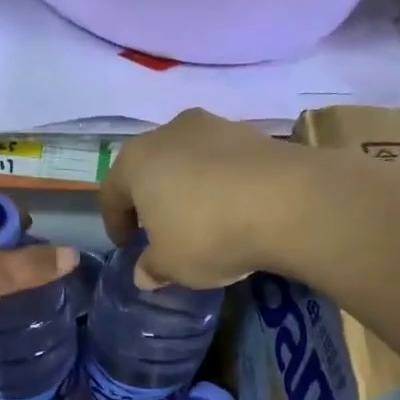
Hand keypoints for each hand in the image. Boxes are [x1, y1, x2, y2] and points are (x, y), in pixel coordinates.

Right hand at [99, 109, 304, 287]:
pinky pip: (224, 162)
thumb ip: (152, 268)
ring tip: (201, 218)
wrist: (288, 202)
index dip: (115, 223)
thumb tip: (144, 273)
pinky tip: (235, 209)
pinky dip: (222, 183)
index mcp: (136, 160)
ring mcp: (215, 126)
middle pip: (150, 168)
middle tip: (158, 229)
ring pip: (188, 160)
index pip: (111, 192)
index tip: (125, 246)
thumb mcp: (171, 265)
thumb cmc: (208, 234)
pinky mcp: (254, 133)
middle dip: (151, 199)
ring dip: (188, 187)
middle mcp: (170, 132)